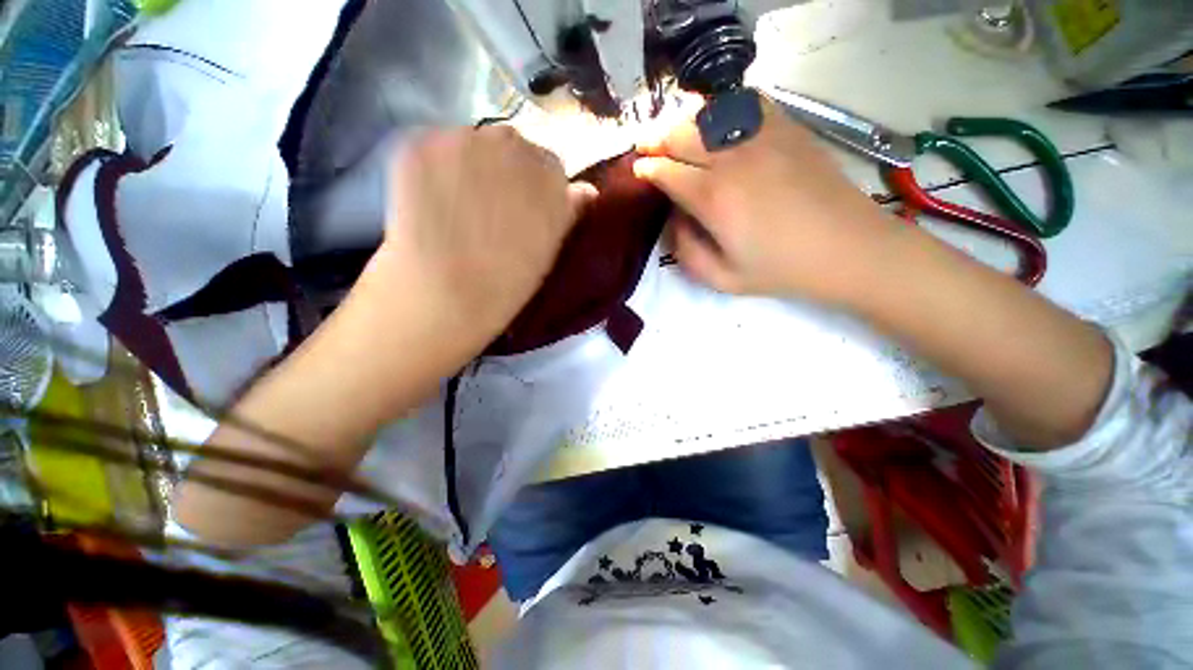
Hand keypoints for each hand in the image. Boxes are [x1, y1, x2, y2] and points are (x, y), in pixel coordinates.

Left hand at [372, 126, 595, 354]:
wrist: (446, 297)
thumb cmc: (509, 282)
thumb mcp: (552, 249)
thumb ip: (570, 211)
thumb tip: (587, 189)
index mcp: (551, 173)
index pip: (549, 165)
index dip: (537, 188)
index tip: (526, 210)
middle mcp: (511, 143)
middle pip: (511, 145)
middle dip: (505, 169)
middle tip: (492, 207)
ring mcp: (461, 139)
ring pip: (472, 143)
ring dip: (470, 164)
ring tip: (459, 203)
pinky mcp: (418, 145)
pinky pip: (434, 147)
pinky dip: (434, 166)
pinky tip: (430, 198)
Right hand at [634, 96, 900, 305]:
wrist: (849, 248)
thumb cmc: (781, 270)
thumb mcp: (721, 279)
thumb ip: (685, 251)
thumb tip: (674, 218)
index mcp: (714, 198)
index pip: (666, 172)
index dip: (647, 169)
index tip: (638, 170)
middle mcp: (733, 159)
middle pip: (681, 135)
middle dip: (655, 138)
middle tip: (644, 144)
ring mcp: (763, 137)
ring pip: (709, 115)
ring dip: (682, 121)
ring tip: (671, 130)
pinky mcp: (788, 129)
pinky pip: (746, 105)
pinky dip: (722, 108)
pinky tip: (716, 120)